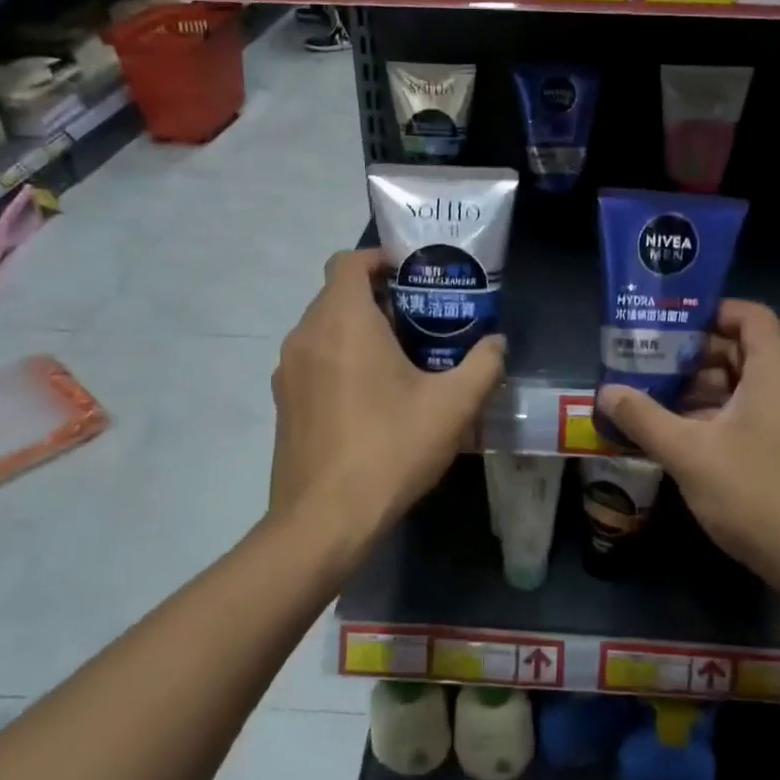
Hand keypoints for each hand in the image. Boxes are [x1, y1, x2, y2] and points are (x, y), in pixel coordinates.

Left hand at [269, 249, 504, 563]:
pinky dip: (339, 360)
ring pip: (324, 329)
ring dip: (358, 330)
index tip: (413, 275)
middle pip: (337, 294)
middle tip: (420, 320)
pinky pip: (313, 360)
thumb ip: (483, 365)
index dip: (380, 258)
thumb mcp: (454, 407)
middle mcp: (306, 335)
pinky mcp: (283, 402)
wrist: (324, 520)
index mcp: (343, 321)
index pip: (349, 261)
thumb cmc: (390, 449)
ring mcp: (287, 371)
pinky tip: (371, 398)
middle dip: (377, 298)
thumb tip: (497, 343)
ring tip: (400, 359)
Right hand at [596, 300, 779, 587]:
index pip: (750, 315)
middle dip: (695, 356)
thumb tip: (606, 393)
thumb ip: (644, 418)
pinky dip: (722, 415)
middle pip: (744, 351)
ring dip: (704, 390)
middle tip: (650, 365)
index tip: (670, 326)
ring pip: (748, 386)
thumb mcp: (688, 453)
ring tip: (657, 402)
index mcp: (777, 372)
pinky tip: (685, 437)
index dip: (711, 312)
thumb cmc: (755, 494)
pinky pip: (757, 413)